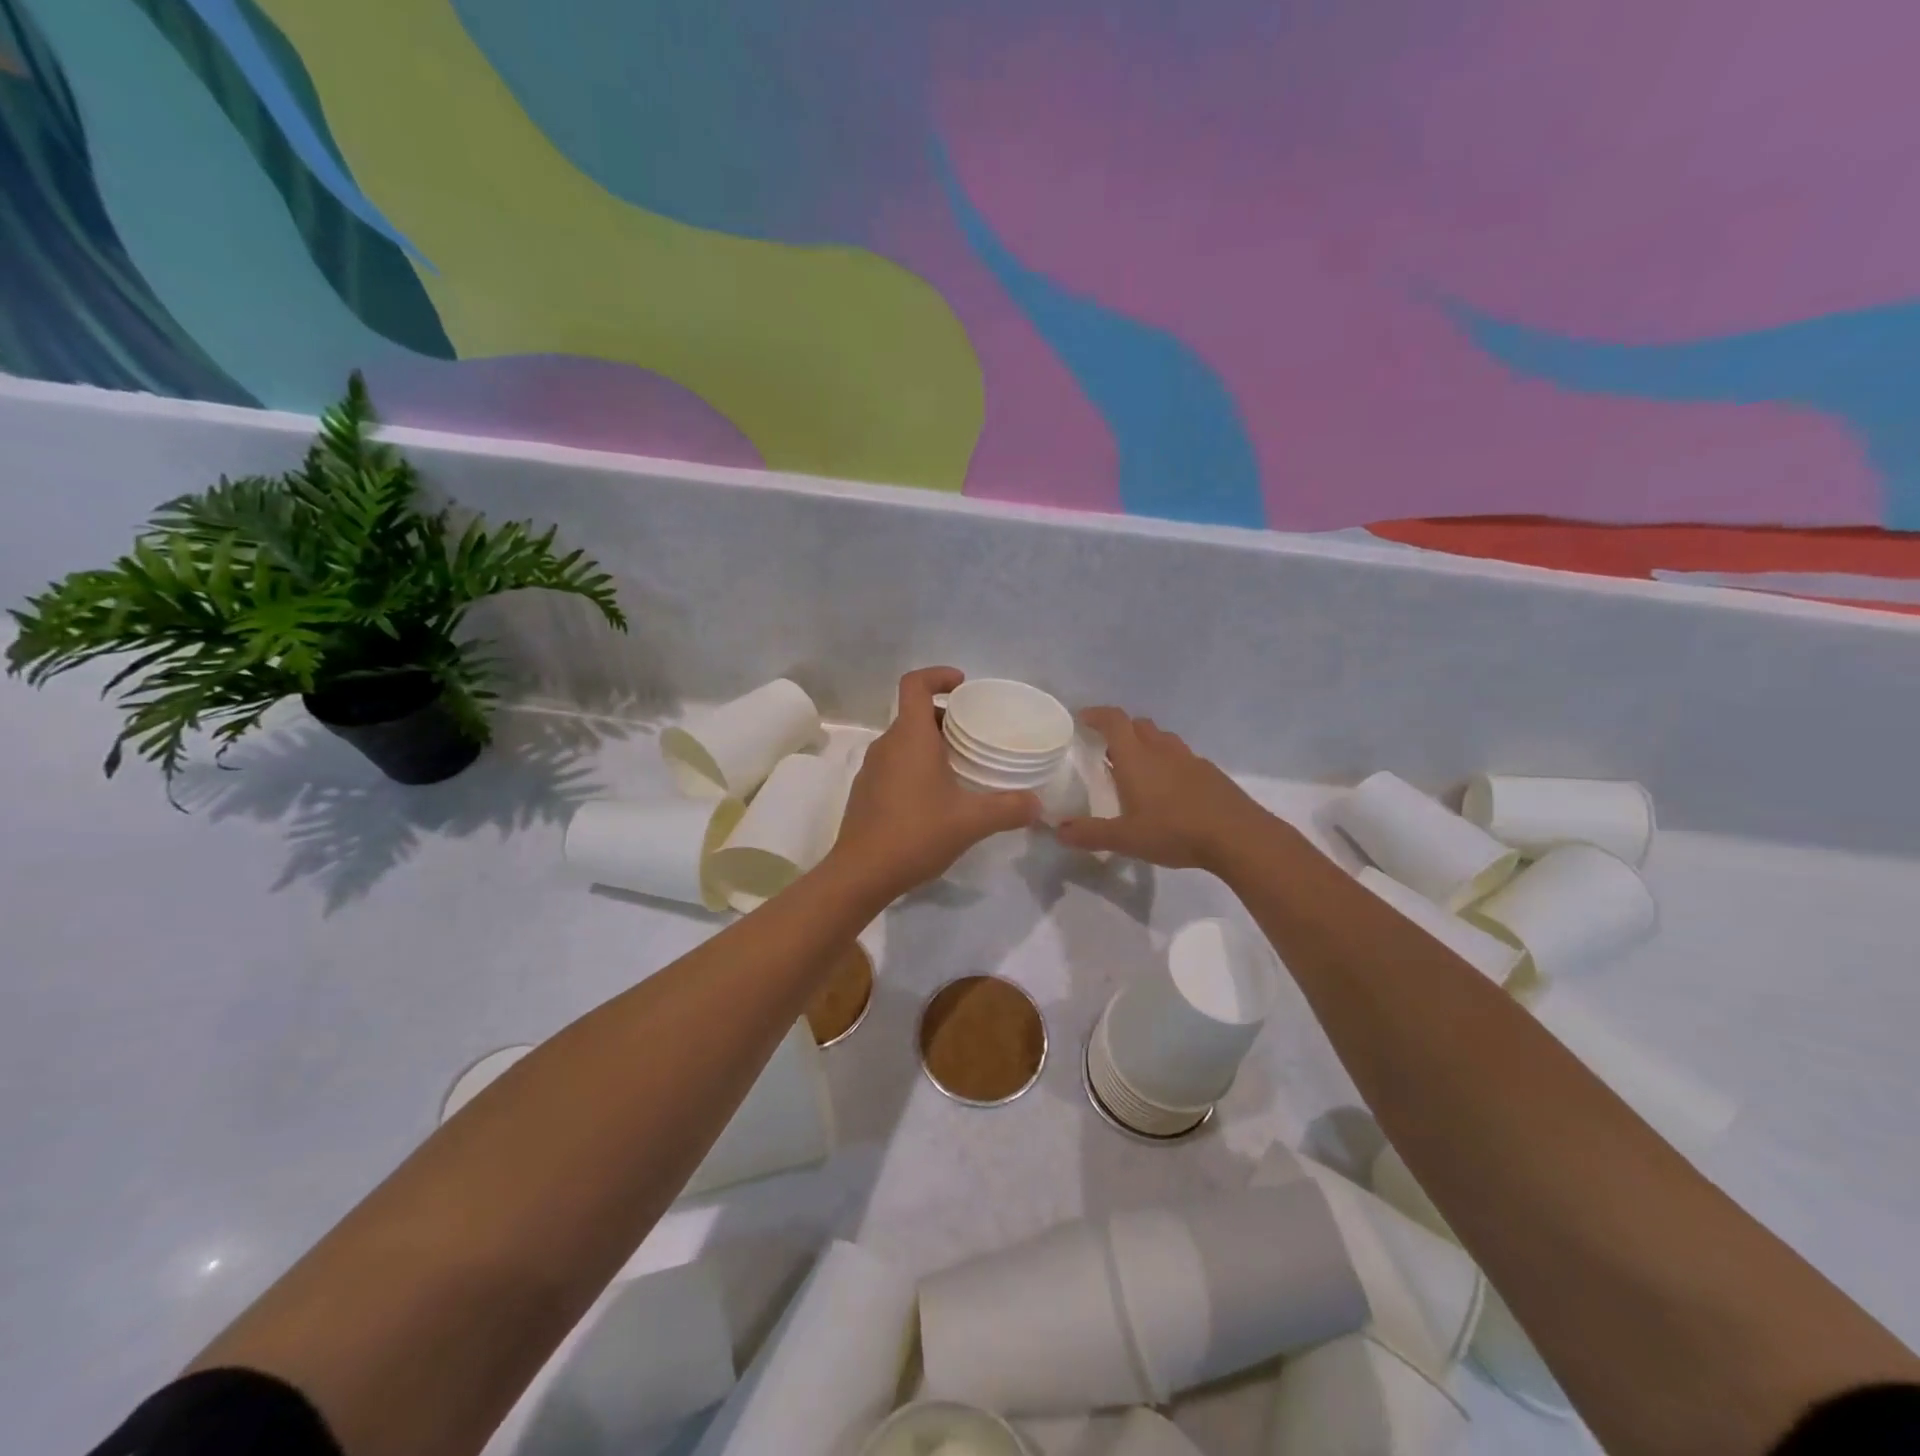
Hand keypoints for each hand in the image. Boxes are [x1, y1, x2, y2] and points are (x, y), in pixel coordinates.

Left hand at [827, 668, 1041, 897]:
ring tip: (961, 767)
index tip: (962, 685)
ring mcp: (871, 769)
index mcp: (910, 737)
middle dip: (945, 717)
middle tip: (974, 735)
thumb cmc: (916, 834)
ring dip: (931, 744)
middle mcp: (887, 745)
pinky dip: (916, 766)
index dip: (938, 675)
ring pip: (904, 741)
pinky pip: (894, 764)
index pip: (915, 684)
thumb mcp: (971, 821)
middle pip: (914, 714)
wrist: (861, 873)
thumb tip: (1037, 804)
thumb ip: (1008, 808)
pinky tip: (936, 798)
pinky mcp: (866, 791)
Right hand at [1052, 707, 1274, 871]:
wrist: (1237, 836)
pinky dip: (1169, 762)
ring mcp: (1190, 759)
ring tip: (1137, 768)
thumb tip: (1058, 831)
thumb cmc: (1174, 831)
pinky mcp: (1210, 773)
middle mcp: (1162, 750)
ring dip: (1146, 744)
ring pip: (1163, 739)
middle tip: (1106, 749)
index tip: (1082, 719)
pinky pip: (1182, 757)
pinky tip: (1169, 789)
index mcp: (1137, 758)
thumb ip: (1090, 834)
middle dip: (1121, 730)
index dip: (1096, 714)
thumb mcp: (1126, 838)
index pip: (1114, 721)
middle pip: (1139, 725)